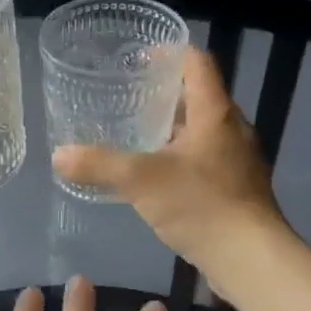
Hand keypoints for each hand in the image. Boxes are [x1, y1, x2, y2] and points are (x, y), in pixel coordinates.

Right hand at [52, 47, 285, 285]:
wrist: (251, 258)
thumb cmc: (201, 205)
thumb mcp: (141, 180)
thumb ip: (99, 165)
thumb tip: (59, 154)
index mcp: (215, 113)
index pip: (197, 63)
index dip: (169, 52)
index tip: (139, 57)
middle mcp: (233, 129)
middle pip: (199, 96)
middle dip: (165, 94)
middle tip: (128, 98)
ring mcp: (238, 161)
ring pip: (202, 131)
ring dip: (172, 129)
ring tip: (136, 136)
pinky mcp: (237, 189)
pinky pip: (205, 159)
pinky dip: (180, 158)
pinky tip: (157, 178)